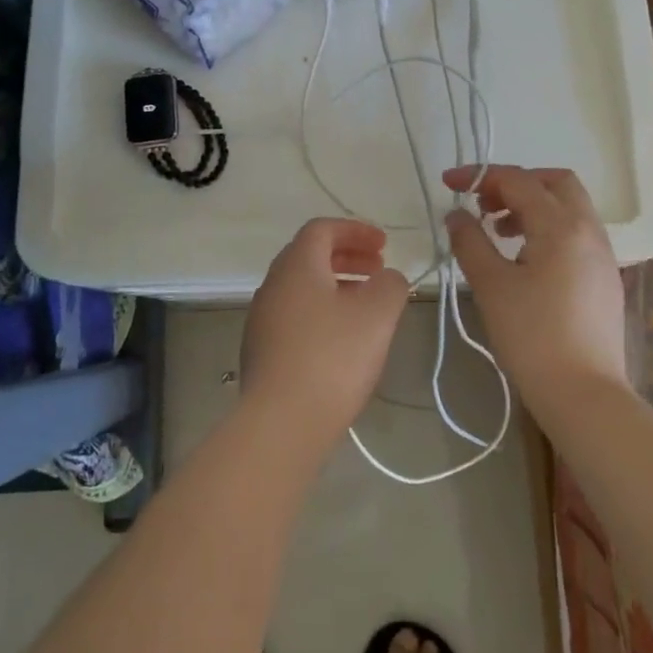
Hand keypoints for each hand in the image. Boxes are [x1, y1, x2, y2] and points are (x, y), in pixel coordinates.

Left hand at [240, 218, 410, 452]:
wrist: (280, 423)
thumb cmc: (332, 357)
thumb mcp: (377, 315)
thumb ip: (390, 285)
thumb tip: (388, 277)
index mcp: (297, 265)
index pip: (322, 229)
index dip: (355, 230)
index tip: (384, 245)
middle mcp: (273, 284)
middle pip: (309, 256)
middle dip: (347, 256)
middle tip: (378, 270)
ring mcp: (262, 319)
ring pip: (302, 288)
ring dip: (335, 285)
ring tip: (366, 306)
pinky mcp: (261, 351)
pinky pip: (295, 315)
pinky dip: (322, 311)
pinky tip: (342, 340)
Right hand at [441, 165, 627, 416]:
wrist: (584, 395)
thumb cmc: (532, 336)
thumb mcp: (490, 285)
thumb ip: (470, 241)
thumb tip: (456, 215)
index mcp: (561, 226)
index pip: (518, 180)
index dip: (479, 175)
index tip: (449, 183)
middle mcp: (588, 230)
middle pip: (555, 182)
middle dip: (516, 183)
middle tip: (484, 204)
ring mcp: (602, 254)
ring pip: (569, 206)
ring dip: (533, 205)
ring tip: (499, 231)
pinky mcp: (605, 277)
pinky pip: (576, 232)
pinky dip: (548, 227)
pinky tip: (525, 258)